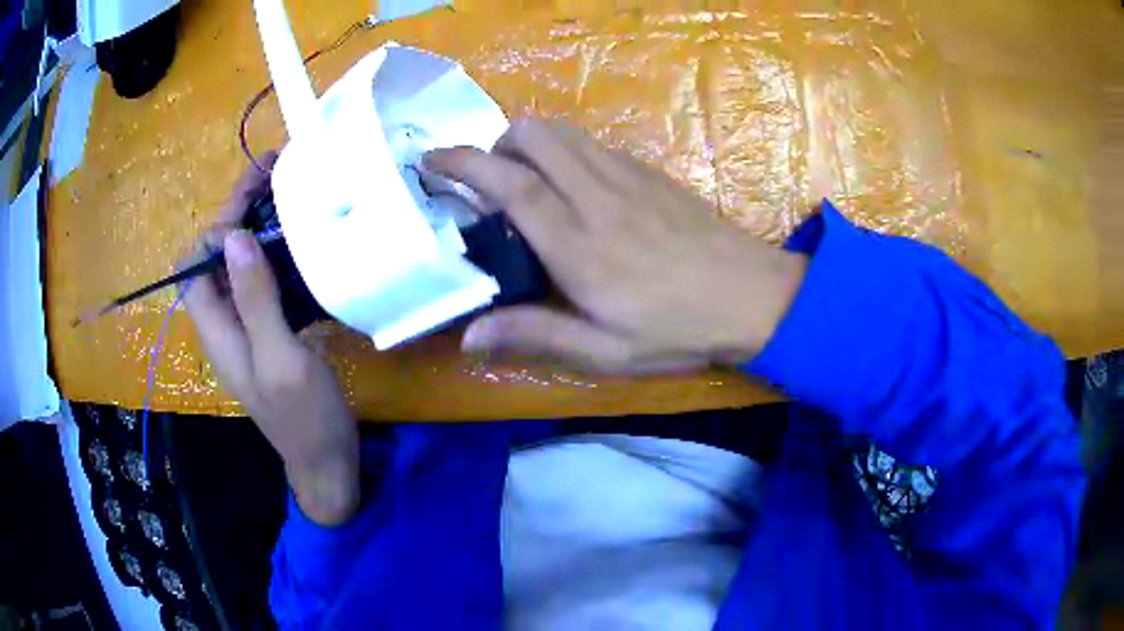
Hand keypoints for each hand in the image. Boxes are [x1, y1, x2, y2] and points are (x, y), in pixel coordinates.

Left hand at [183, 155, 358, 524]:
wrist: (326, 462)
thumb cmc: (303, 418)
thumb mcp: (280, 359)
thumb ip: (254, 300)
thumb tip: (233, 236)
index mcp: (216, 328)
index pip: (196, 260)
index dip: (219, 222)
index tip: (256, 192)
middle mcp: (223, 322)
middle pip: (217, 255)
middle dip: (240, 211)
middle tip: (277, 173)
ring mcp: (246, 327)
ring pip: (240, 264)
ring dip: (260, 227)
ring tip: (293, 196)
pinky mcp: (269, 332)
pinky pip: (263, 282)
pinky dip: (278, 254)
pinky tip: (303, 244)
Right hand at [425, 119, 806, 372]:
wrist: (752, 296)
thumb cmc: (678, 329)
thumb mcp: (605, 351)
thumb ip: (534, 335)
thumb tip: (468, 335)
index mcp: (576, 242)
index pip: (507, 183)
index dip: (463, 162)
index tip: (431, 159)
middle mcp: (596, 194)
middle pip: (533, 135)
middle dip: (495, 144)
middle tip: (488, 182)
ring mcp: (627, 175)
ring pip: (562, 131)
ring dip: (530, 143)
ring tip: (526, 180)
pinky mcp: (649, 170)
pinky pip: (593, 143)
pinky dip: (566, 149)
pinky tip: (575, 186)